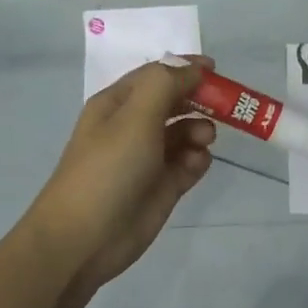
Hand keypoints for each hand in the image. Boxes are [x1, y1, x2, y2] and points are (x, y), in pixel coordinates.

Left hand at [25, 55, 215, 293]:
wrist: (84, 238)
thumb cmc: (107, 168)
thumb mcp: (135, 116)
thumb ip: (166, 84)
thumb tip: (193, 68)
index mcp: (118, 104)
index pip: (157, 75)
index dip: (186, 69)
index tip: (217, 71)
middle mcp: (133, 126)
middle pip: (175, 102)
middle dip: (199, 101)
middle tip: (223, 108)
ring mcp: (149, 158)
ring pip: (186, 132)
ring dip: (200, 130)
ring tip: (202, 141)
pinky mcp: (163, 186)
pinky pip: (190, 163)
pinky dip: (197, 160)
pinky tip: (194, 165)